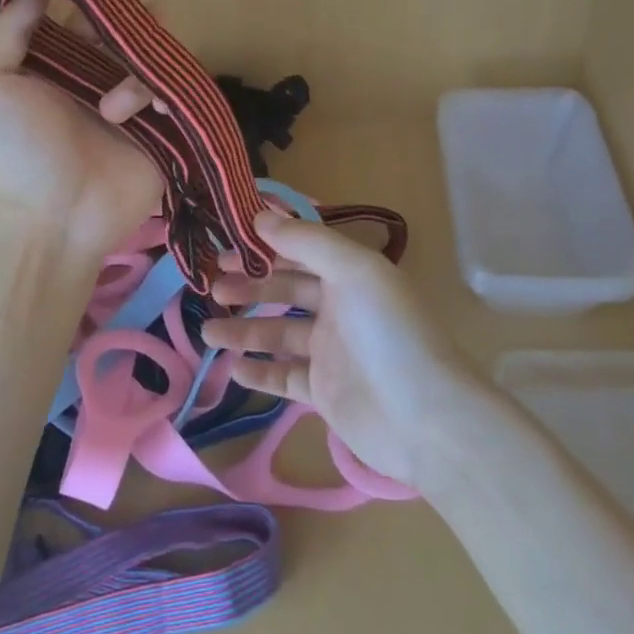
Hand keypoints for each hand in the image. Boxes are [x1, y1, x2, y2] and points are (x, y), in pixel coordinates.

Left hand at [0, 0, 165, 261]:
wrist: (51, 218)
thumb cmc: (16, 150)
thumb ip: (6, 32)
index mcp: (57, 66)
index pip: (84, 19)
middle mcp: (95, 80)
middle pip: (126, 34)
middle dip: (137, 20)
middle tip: (147, 11)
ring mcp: (131, 106)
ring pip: (154, 61)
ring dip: (138, 72)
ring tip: (114, 110)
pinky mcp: (160, 130)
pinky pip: (177, 94)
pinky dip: (169, 93)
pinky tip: (154, 110)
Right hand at [201, 211, 475, 485]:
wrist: (426, 419)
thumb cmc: (388, 332)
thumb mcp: (353, 270)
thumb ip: (305, 240)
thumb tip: (259, 214)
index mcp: (349, 274)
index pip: (299, 249)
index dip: (264, 243)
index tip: (226, 240)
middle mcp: (339, 308)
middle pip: (284, 289)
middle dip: (248, 285)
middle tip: (211, 285)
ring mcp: (330, 352)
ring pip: (277, 333)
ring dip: (243, 330)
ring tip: (207, 333)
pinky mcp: (324, 392)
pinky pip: (284, 377)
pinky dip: (259, 371)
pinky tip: (232, 367)